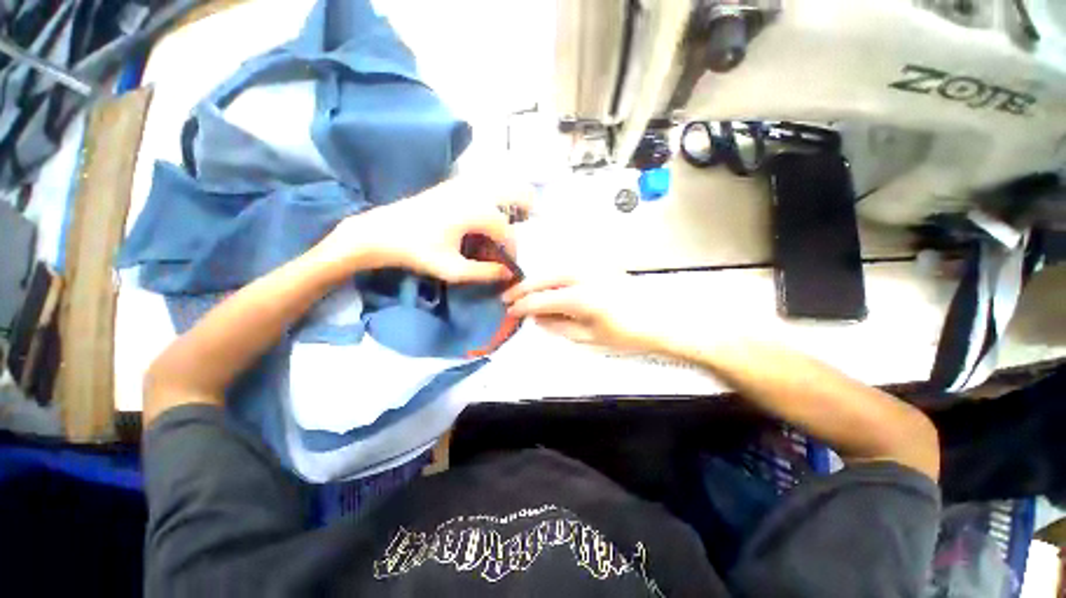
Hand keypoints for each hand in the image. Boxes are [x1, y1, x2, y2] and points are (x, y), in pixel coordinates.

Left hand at [314, 176, 529, 282]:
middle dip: (526, 208)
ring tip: (509, 222)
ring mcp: (462, 185)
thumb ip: (485, 272)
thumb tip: (509, 273)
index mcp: (476, 212)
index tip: (509, 264)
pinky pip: (484, 186)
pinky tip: (487, 215)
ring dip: (511, 201)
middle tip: (527, 226)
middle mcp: (474, 193)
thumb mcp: (453, 269)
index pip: (507, 231)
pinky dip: (495, 197)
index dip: (513, 249)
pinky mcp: (452, 185)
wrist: (381, 232)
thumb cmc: (417, 251)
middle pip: (515, 191)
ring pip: (500, 185)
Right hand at [502, 275, 664, 352]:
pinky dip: (552, 275)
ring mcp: (592, 266)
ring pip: (553, 269)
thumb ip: (557, 326)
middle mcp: (583, 275)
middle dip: (523, 288)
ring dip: (536, 280)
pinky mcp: (598, 264)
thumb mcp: (587, 338)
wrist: (658, 319)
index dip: (522, 306)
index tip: (509, 310)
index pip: (540, 300)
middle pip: (543, 278)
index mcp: (580, 298)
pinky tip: (547, 284)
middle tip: (507, 297)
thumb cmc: (624, 335)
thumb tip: (535, 317)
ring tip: (523, 291)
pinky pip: (567, 267)